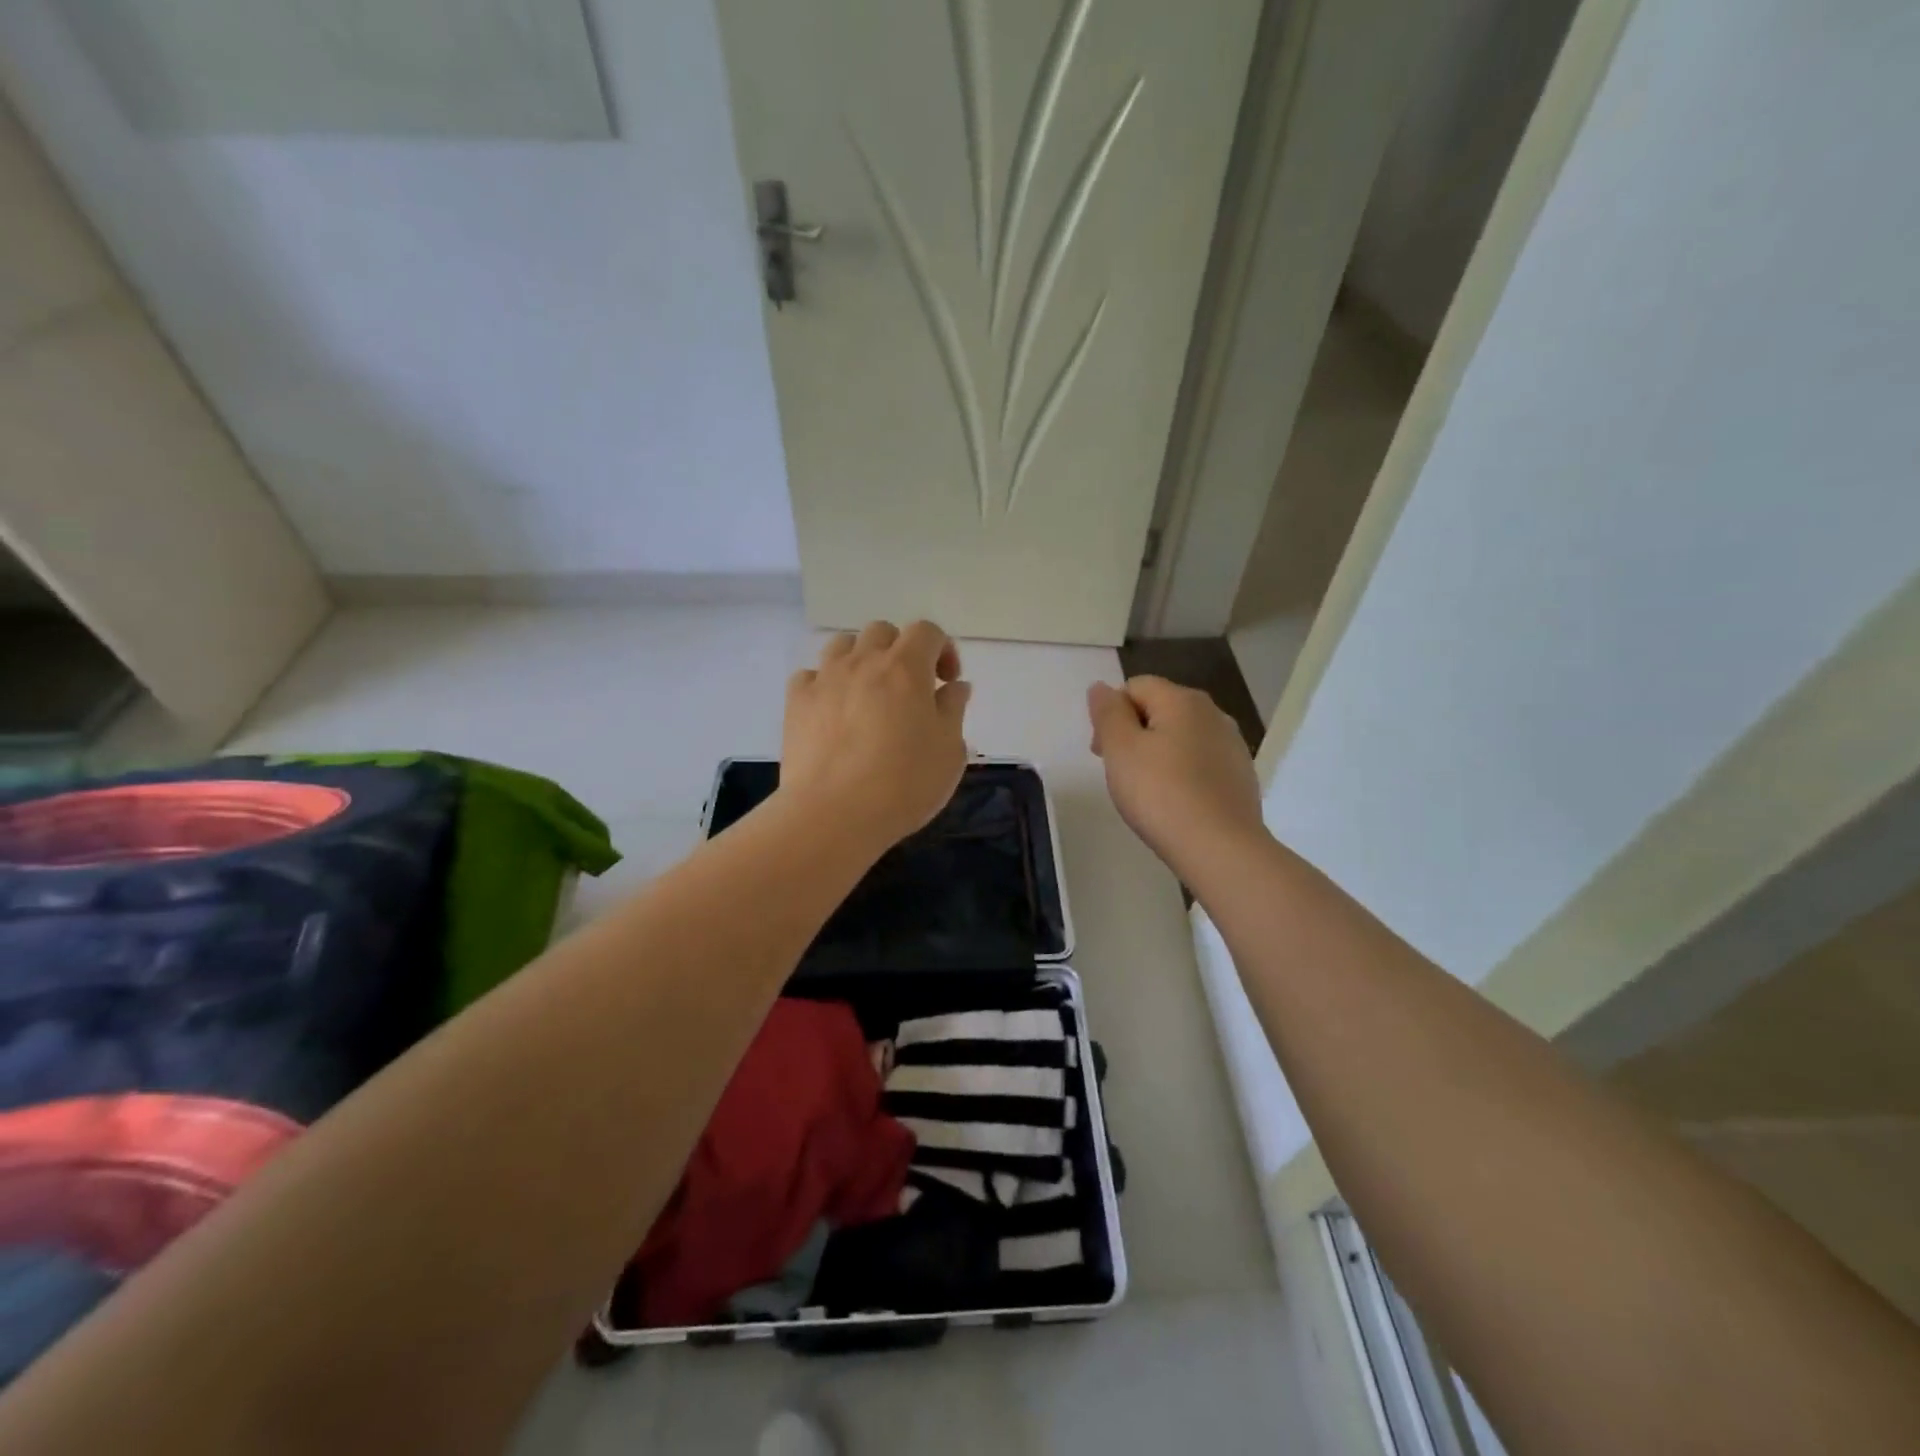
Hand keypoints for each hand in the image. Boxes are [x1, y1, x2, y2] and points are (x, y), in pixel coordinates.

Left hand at [782, 621, 971, 852]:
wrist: (834, 814)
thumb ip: (953, 710)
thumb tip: (954, 687)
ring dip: (861, 660)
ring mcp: (825, 679)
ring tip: (868, 694)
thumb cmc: (904, 783)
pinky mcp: (796, 703)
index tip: (947, 683)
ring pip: (843, 645)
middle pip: (882, 632)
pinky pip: (811, 676)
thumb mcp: (949, 751)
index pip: (927, 631)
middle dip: (900, 651)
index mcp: (906, 668)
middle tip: (909, 689)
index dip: (942, 649)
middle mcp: (863, 662)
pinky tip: (833, 712)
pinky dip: (825, 685)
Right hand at [1088, 676, 1265, 877]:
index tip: (1102, 753)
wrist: (1220, 848)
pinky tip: (1176, 802)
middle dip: (1133, 733)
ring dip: (1158, 753)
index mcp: (1183, 700)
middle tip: (1120, 773)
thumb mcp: (1120, 749)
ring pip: (1181, 737)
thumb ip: (1107, 713)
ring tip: (1147, 791)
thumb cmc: (1161, 794)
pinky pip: (1200, 762)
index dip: (1111, 715)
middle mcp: (1213, 713)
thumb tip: (1101, 687)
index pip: (1135, 687)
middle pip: (1160, 709)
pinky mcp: (1241, 775)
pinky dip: (1182, 773)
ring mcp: (1232, 745)